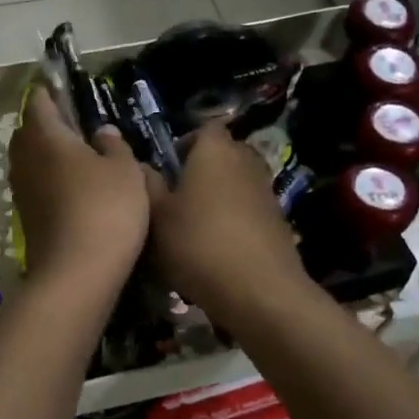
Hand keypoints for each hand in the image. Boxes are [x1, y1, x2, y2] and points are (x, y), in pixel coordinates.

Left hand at [9, 88, 149, 284]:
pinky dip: (52, 180)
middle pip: (30, 131)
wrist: (77, 273)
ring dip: (50, 155)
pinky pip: (36, 185)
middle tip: (79, 125)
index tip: (67, 90)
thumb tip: (101, 133)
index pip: (39, 101)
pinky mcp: (26, 216)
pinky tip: (77, 189)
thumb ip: (114, 145)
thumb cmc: (105, 208)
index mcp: (45, 136)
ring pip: (32, 160)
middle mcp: (25, 158)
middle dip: (49, 124)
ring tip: (82, 158)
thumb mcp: (125, 170)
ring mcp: (22, 190)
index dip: (51, 92)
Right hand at [145, 124, 310, 319]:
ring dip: (219, 194)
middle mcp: (245, 162)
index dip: (186, 141)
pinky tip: (217, 246)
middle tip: (177, 193)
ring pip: (237, 181)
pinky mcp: (278, 221)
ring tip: (195, 223)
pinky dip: (234, 218)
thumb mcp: (157, 216)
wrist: (259, 291)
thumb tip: (141, 166)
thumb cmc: (198, 244)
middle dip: (203, 167)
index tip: (168, 166)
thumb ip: (147, 185)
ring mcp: (266, 192)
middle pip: (224, 152)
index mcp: (215, 151)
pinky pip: (249, 207)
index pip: (205, 127)